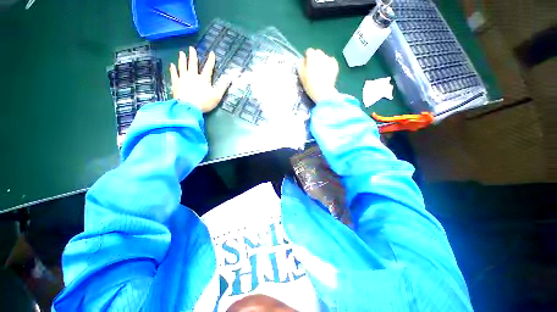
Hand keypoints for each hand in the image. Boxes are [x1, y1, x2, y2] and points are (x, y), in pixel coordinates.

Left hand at [170, 47, 230, 112]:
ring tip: (181, 53)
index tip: (212, 53)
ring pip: (182, 67)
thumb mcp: (217, 95)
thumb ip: (223, 86)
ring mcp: (183, 79)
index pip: (208, 68)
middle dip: (193, 56)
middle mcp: (192, 76)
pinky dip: (173, 69)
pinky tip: (172, 65)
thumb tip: (230, 78)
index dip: (211, 60)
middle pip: (193, 64)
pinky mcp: (176, 84)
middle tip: (192, 48)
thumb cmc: (204, 102)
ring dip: (182, 59)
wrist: (188, 107)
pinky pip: (174, 74)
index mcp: (203, 79)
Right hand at [298, 48, 339, 102]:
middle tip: (314, 69)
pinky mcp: (335, 65)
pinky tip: (326, 72)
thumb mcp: (301, 75)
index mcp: (312, 56)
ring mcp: (329, 59)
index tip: (307, 65)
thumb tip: (303, 60)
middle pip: (317, 53)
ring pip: (324, 57)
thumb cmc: (310, 85)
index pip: (309, 51)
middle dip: (315, 58)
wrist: (323, 92)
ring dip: (322, 61)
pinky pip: (331, 61)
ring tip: (321, 71)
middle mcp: (321, 55)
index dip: (307, 58)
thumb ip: (301, 65)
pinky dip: (329, 65)